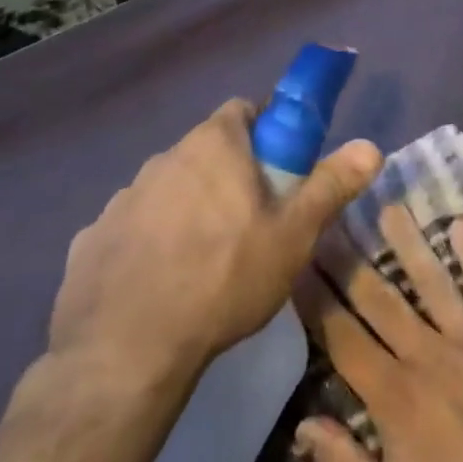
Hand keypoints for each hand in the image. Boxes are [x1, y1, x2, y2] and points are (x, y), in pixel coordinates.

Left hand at [51, 99, 380, 386]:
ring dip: (189, 207)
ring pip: (169, 189)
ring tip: (207, 259)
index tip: (281, 166)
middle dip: (230, 173)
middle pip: (207, 150)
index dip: (267, 130)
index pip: (244, 109)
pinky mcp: (90, 240)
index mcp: (213, 144)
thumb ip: (332, 185)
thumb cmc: (224, 278)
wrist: (125, 352)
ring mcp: (121, 198)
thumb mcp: (293, 234)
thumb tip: (371, 145)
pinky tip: (161, 284)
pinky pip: (133, 228)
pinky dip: (149, 242)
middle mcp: (163, 158)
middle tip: (253, 219)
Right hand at [295, 206, 462, 461]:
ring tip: (389, 206)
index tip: (296, 262)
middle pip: (381, 298)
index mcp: (396, 400)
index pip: (343, 337)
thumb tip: (304, 424)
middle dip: (349, 259)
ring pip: (434, 281)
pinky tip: (462, 225)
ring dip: (409, 242)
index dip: (316, 299)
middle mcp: (431, 356)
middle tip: (329, 219)